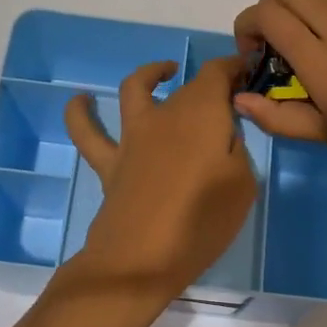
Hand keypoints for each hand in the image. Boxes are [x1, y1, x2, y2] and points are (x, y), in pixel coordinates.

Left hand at [63, 55, 258, 295]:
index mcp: (202, 113)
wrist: (142, 259)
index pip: (217, 73)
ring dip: (150, 74)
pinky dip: (80, 113)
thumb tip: (224, 136)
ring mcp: (133, 137)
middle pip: (187, 86)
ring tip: (163, 72)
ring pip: (136, 90)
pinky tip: (81, 100)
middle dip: (208, 84)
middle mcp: (165, 114)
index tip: (246, 71)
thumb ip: (235, 150)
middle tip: (228, 99)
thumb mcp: (243, 185)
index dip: (232, 67)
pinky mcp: (109, 163)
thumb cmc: (202, 221)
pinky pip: (87, 132)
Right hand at [234, 0, 326, 199]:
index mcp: (324, 64)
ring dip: (298, 3)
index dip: (248, 27)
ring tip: (305, 38)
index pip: (270, 15)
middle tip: (274, 40)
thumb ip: (277, 115)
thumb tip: (239, 98)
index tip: (254, 53)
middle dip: (269, 6)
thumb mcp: (325, 136)